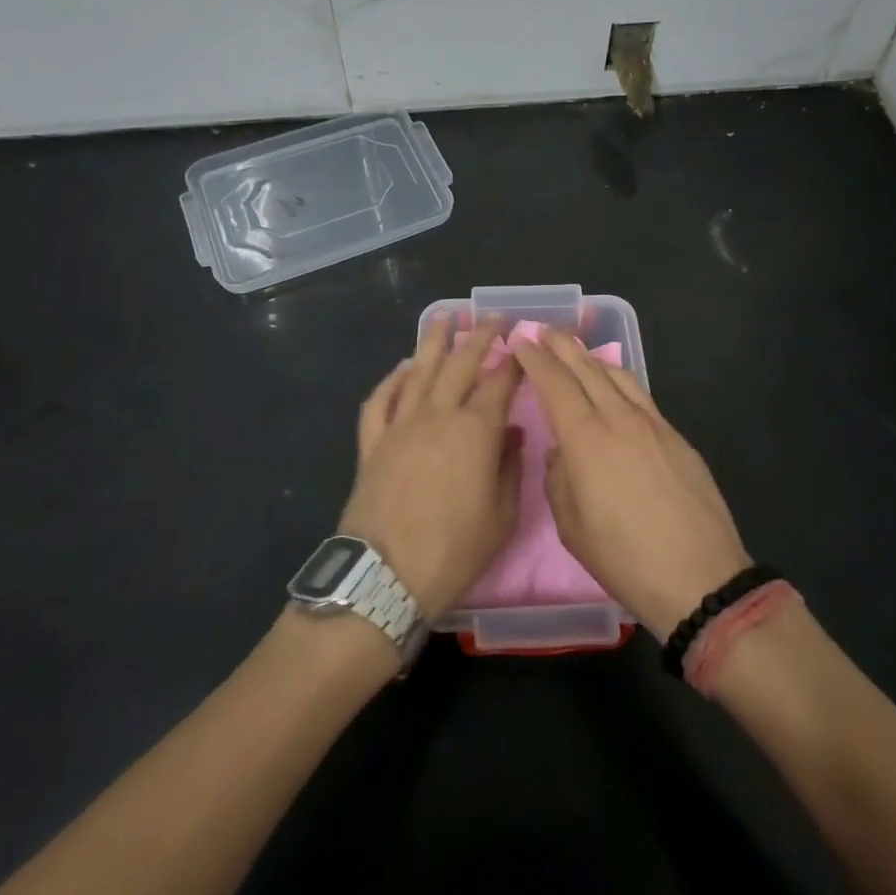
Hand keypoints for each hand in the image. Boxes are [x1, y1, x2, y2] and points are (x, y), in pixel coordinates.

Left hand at [339, 319, 522, 620]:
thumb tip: (509, 433)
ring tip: (445, 317)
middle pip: (461, 364)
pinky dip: (391, 380)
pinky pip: (380, 400)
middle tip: (492, 317)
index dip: (514, 362)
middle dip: (480, 336)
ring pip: (418, 371)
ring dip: (434, 341)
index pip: (499, 383)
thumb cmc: (453, 550)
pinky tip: (401, 367)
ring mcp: (400, 425)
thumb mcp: (501, 515)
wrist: (385, 577)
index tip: (523, 344)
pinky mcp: (372, 442)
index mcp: (475, 431)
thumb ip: (509, 467)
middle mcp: (437, 415)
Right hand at [512, 330, 749, 635]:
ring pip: (617, 375)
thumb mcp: (571, 526)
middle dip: (561, 345)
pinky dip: (619, 379)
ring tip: (575, 351)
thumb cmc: (625, 559)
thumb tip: (563, 451)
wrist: (700, 577)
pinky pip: (640, 394)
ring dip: (591, 357)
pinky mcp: (676, 436)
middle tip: (544, 329)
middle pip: (586, 368)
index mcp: (586, 439)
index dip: (535, 359)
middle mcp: (619, 419)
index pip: (554, 383)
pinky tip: (614, 384)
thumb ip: (558, 478)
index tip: (520, 341)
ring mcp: (653, 424)